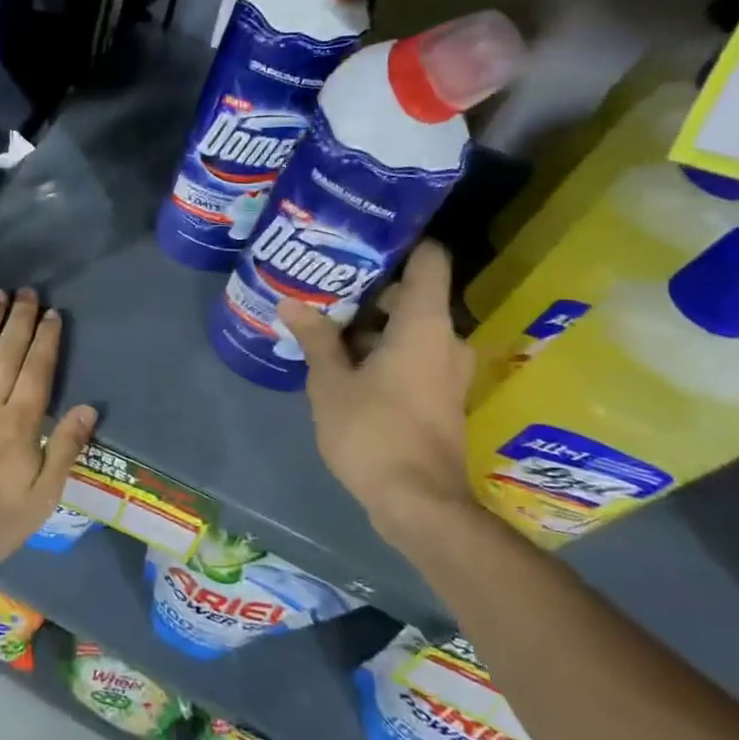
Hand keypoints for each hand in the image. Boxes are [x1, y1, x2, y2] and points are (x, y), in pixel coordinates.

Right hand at [277, 241, 475, 549]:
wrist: (418, 503)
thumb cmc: (373, 432)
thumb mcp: (330, 383)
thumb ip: (315, 338)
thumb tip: (291, 302)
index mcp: (424, 326)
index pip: (430, 260)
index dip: (404, 241)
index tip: (366, 236)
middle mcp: (446, 341)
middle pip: (413, 296)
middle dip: (370, 290)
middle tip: (325, 284)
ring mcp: (447, 372)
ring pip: (410, 330)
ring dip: (373, 326)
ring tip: (325, 323)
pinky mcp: (441, 397)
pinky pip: (413, 356)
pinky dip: (383, 351)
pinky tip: (343, 361)